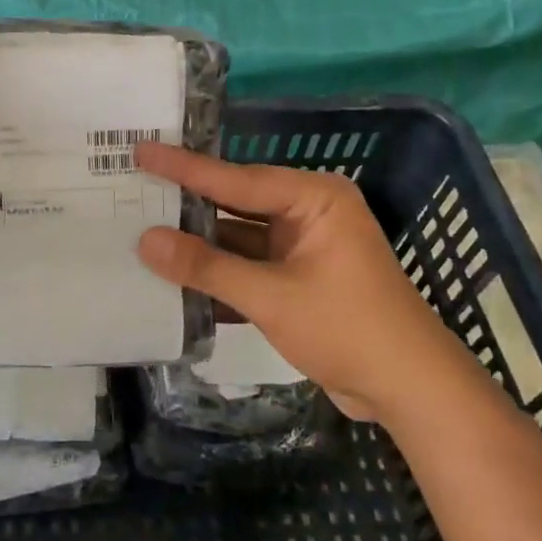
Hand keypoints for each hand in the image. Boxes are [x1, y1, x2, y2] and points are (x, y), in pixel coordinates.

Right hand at [133, 142, 461, 418]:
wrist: (409, 391)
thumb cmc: (347, 328)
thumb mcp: (271, 296)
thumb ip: (206, 267)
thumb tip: (144, 240)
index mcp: (313, 198)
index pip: (236, 179)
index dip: (183, 168)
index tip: (141, 149)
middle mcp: (307, 213)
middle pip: (234, 204)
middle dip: (187, 204)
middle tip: (132, 186)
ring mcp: (302, 247)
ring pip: (237, 238)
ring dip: (197, 245)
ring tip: (139, 230)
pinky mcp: (297, 279)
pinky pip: (247, 266)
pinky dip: (216, 273)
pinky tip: (173, 275)